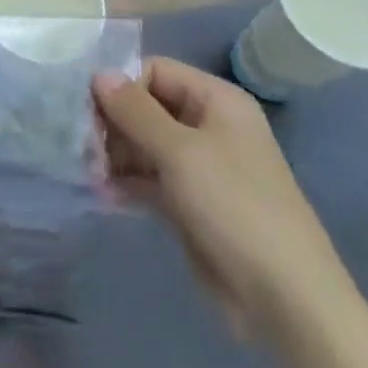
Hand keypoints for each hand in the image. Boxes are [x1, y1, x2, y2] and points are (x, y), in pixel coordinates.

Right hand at [92, 57, 351, 342]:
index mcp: (216, 101)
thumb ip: (135, 110)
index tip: (89, 111)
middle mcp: (208, 125)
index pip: (155, 70)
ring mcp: (199, 165)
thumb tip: (99, 73)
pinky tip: (103, 193)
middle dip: (112, 124)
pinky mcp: (189, 201)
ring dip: (113, 155)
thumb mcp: (180, 151)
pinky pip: (148, 177)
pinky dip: (125, 181)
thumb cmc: (234, 206)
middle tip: (84, 148)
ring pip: (143, 143)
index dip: (121, 86)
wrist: (284, 297)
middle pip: (146, 107)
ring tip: (90, 174)